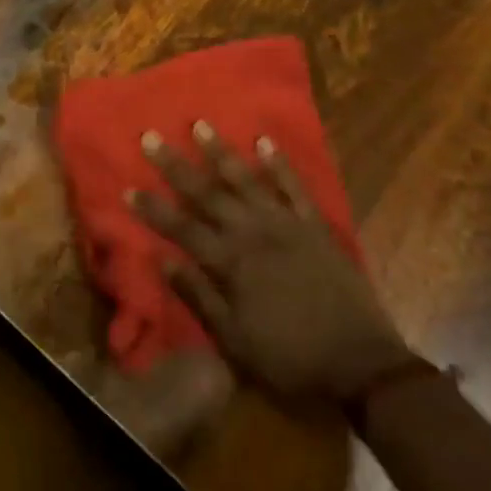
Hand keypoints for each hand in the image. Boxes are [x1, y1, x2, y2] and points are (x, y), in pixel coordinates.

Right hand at [130, 122, 412, 406]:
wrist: (362, 366)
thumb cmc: (291, 358)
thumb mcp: (235, 342)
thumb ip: (198, 297)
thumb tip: (163, 260)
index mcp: (230, 263)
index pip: (181, 227)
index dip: (153, 208)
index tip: (128, 187)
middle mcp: (252, 233)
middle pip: (206, 193)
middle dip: (175, 165)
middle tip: (150, 136)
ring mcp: (286, 224)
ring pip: (246, 179)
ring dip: (220, 152)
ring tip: (200, 124)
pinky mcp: (315, 226)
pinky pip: (295, 187)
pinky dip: (280, 163)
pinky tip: (265, 141)